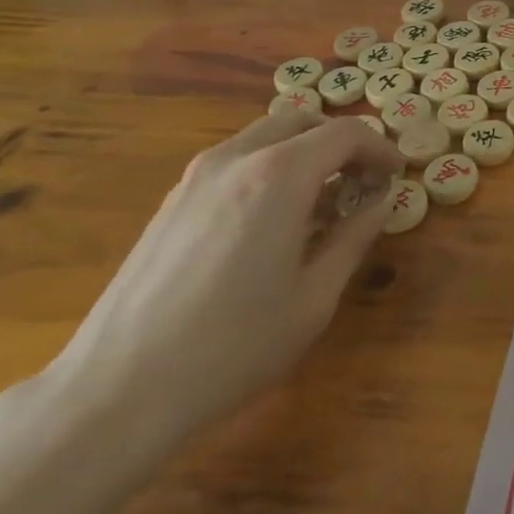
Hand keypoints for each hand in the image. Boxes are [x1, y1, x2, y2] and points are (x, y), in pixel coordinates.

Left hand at [47, 110, 403, 454]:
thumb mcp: (315, 297)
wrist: (116, 392)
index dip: (380, 149)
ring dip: (304, 153)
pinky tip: (273, 221)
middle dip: (342, 142)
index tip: (396, 176)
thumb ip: (355, 237)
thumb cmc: (232, 347)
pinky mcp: (173, 200)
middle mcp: (237, 158)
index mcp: (280, 174)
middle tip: (363, 181)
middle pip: (303, 121)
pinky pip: (236, 160)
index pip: (345, 133)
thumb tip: (381, 202)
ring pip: (266, 136)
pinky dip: (270, 168)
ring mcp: (197, 176)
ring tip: (321, 203)